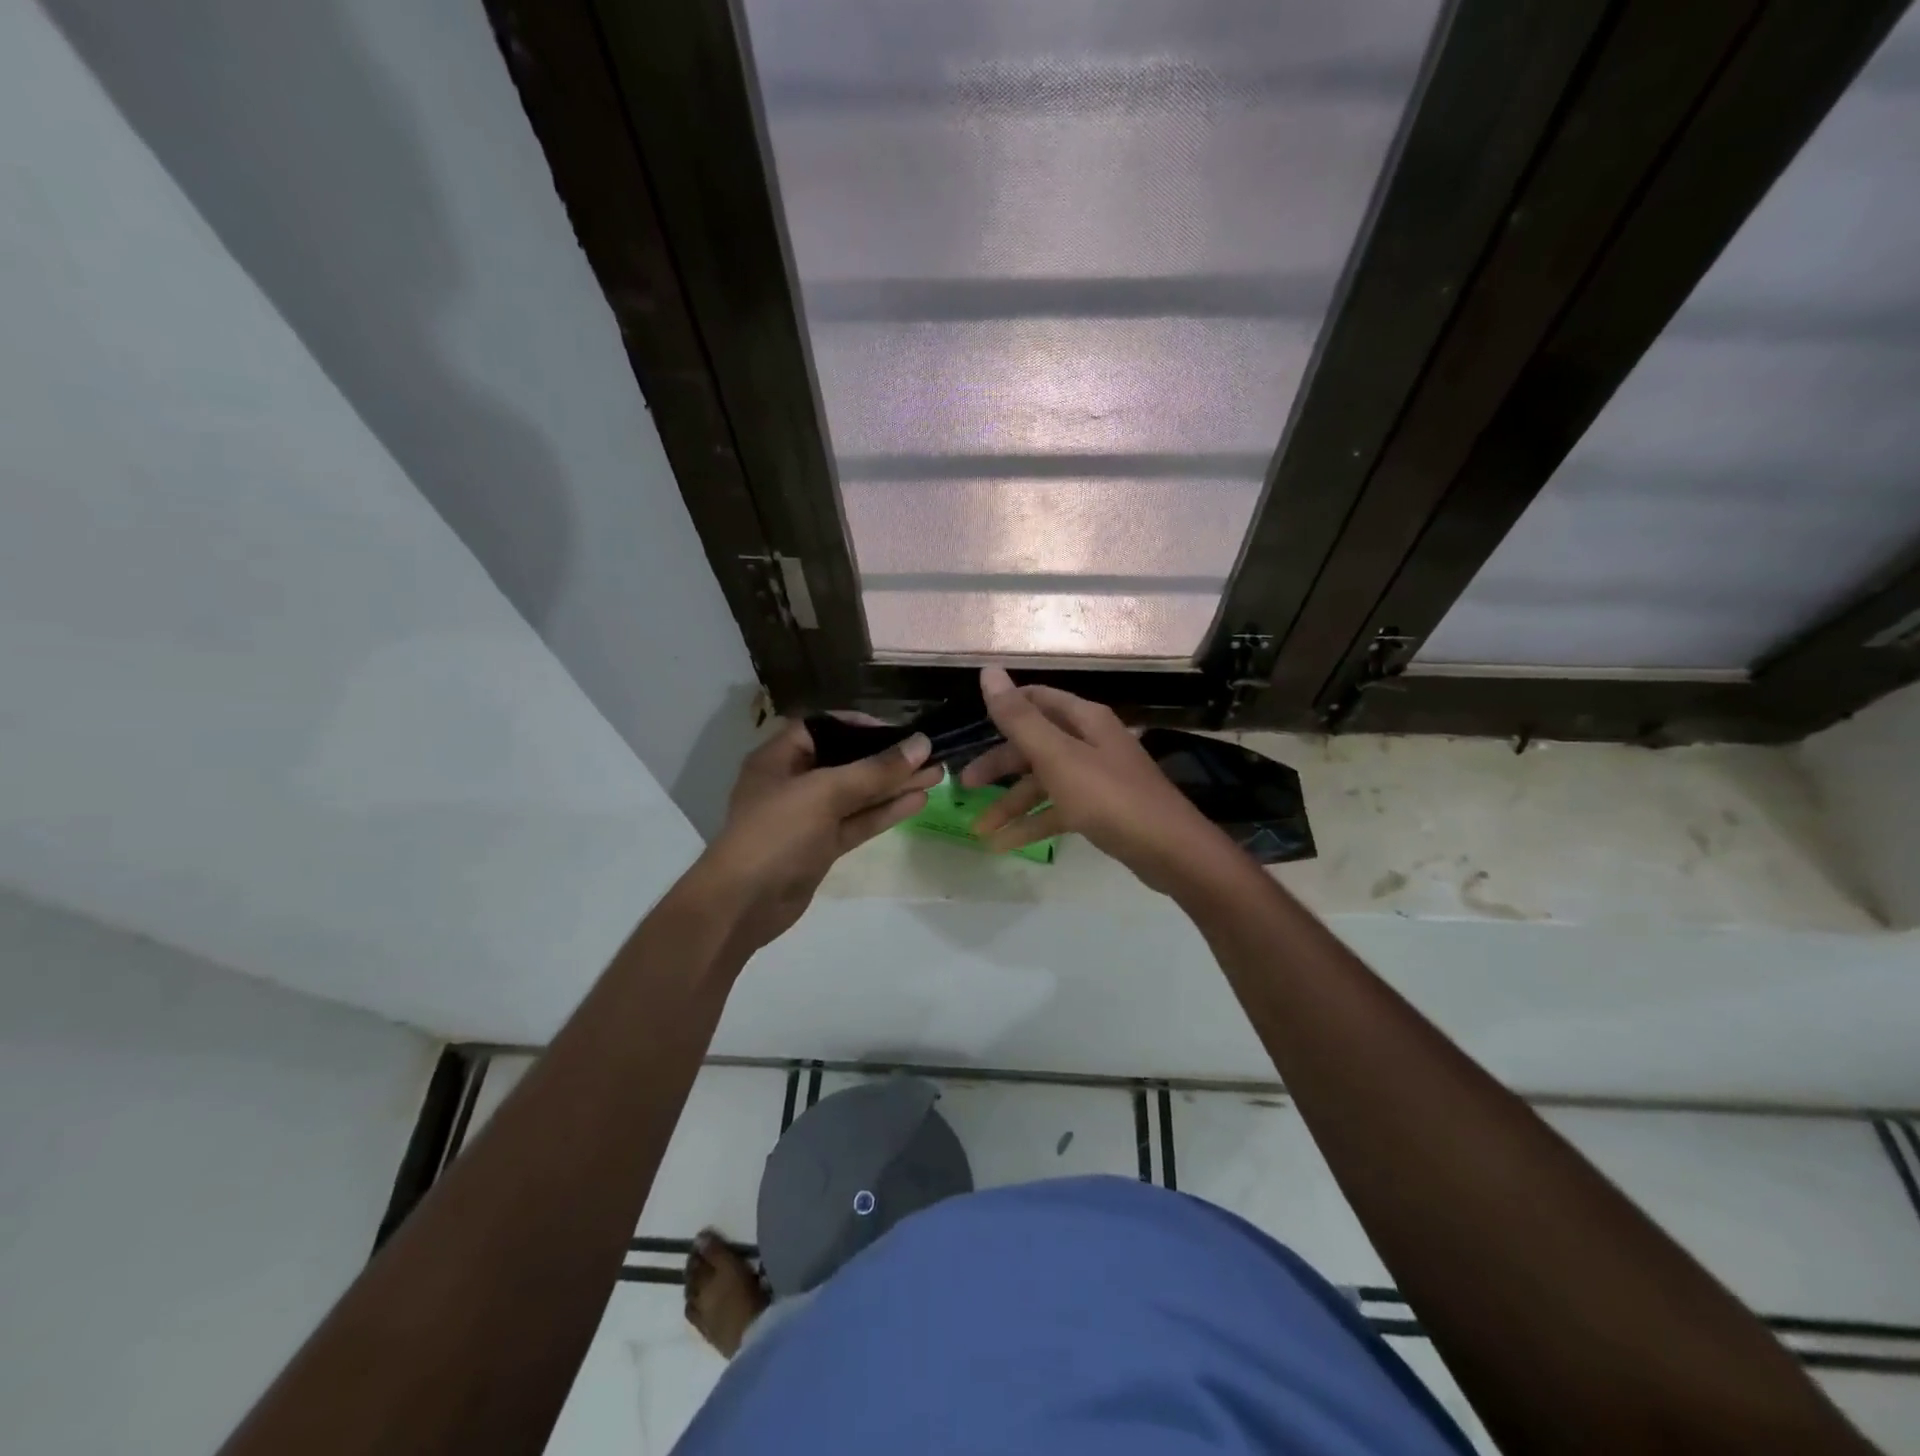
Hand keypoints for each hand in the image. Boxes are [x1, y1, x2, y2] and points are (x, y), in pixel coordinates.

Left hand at [698, 719, 940, 952]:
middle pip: (846, 761)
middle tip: (930, 754)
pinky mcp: (822, 846)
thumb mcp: (824, 793)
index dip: (860, 725)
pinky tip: (918, 801)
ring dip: (894, 785)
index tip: (898, 730)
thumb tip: (921, 744)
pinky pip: (857, 821)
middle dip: (887, 758)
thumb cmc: (775, 834)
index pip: (823, 728)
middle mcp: (793, 782)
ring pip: (857, 794)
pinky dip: (884, 812)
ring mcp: (808, 817)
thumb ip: (874, 770)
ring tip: (937, 774)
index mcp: (779, 758)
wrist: (742, 905)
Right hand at [959, 668, 1235, 892]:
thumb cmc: (1109, 797)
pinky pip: (1057, 810)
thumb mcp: (1057, 756)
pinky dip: (1032, 824)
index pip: (1037, 700)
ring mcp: (1096, 777)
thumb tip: (989, 671)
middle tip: (965, 786)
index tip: (971, 728)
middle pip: (1035, 745)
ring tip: (979, 830)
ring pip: (1043, 783)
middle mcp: (1090, 742)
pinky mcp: (1100, 809)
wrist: (1170, 850)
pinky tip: (1005, 845)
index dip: (1004, 709)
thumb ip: (1020, 718)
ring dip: (1011, 804)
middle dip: (999, 765)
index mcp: (1083, 720)